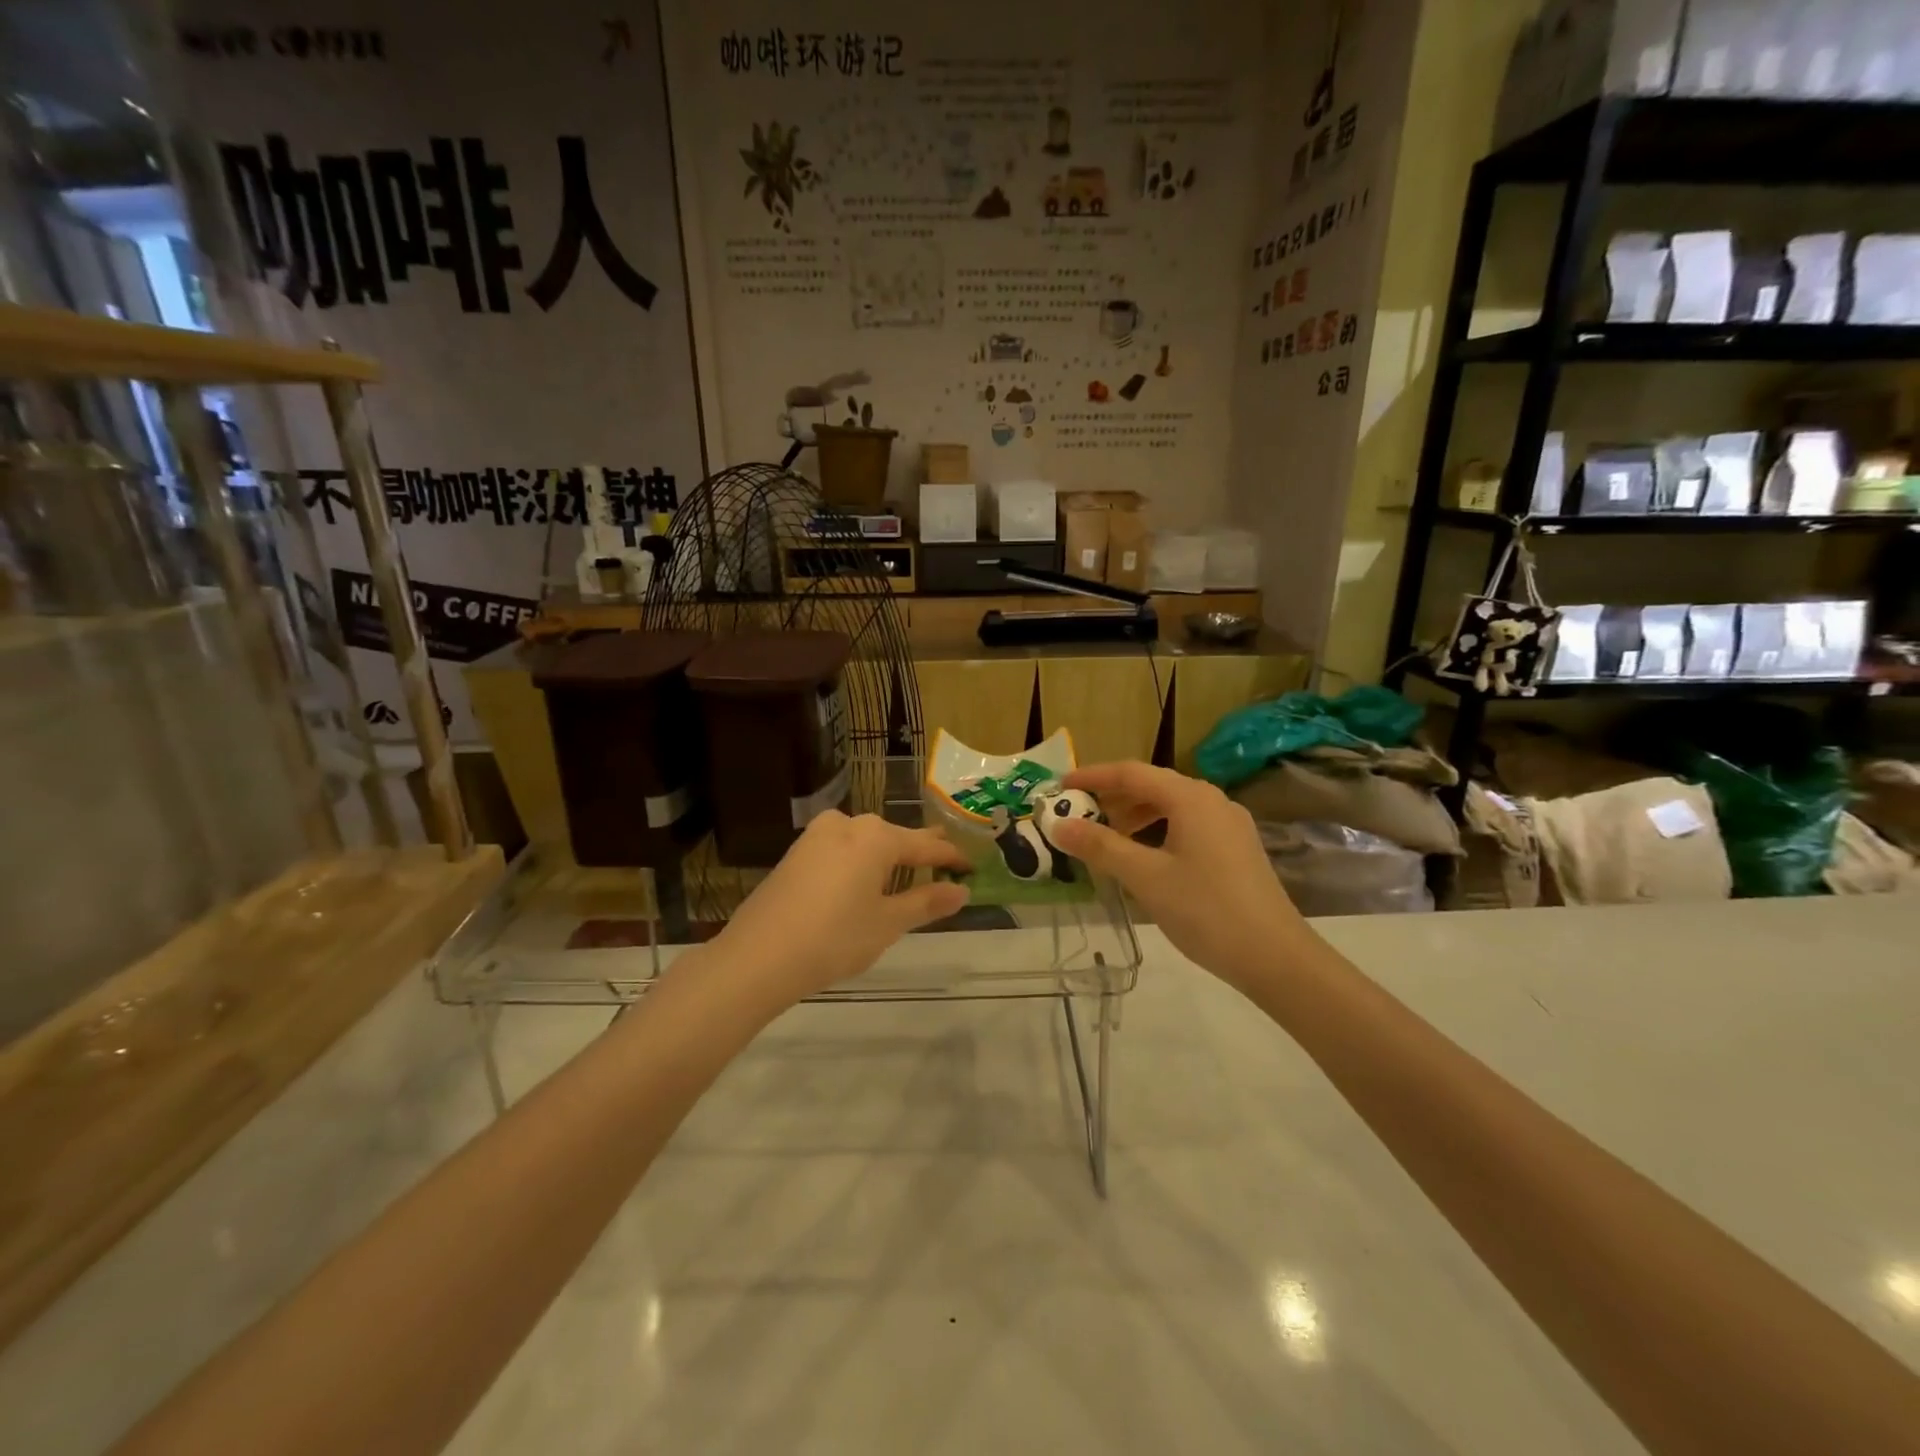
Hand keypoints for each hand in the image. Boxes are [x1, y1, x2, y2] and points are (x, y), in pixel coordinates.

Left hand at [709, 812, 970, 1004]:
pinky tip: (865, 879)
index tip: (971, 866)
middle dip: (920, 851)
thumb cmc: (833, 939)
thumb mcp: (887, 924)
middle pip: (894, 837)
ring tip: (909, 871)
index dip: (951, 858)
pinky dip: (861, 861)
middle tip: (945, 862)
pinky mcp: (796, 853)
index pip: (925, 847)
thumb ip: (926, 903)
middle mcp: (848, 825)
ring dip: (889, 855)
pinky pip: (842, 849)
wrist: (757, 957)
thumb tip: (961, 891)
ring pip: (866, 841)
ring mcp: (817, 836)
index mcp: (876, 837)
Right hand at [1052, 761, 1307, 990]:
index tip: (1059, 787)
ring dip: (1133, 816)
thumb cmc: (1205, 910)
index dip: (1092, 776)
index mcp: (1190, 798)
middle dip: (1111, 797)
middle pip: (1152, 786)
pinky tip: (1143, 857)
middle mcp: (1212, 800)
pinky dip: (1156, 831)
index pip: (1131, 773)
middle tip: (1077, 815)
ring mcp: (1229, 824)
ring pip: (1170, 807)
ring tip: (1105, 838)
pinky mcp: (1236, 848)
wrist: (1275, 957)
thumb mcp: (1145, 877)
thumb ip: (1100, 846)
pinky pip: (1187, 825)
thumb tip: (1059, 825)